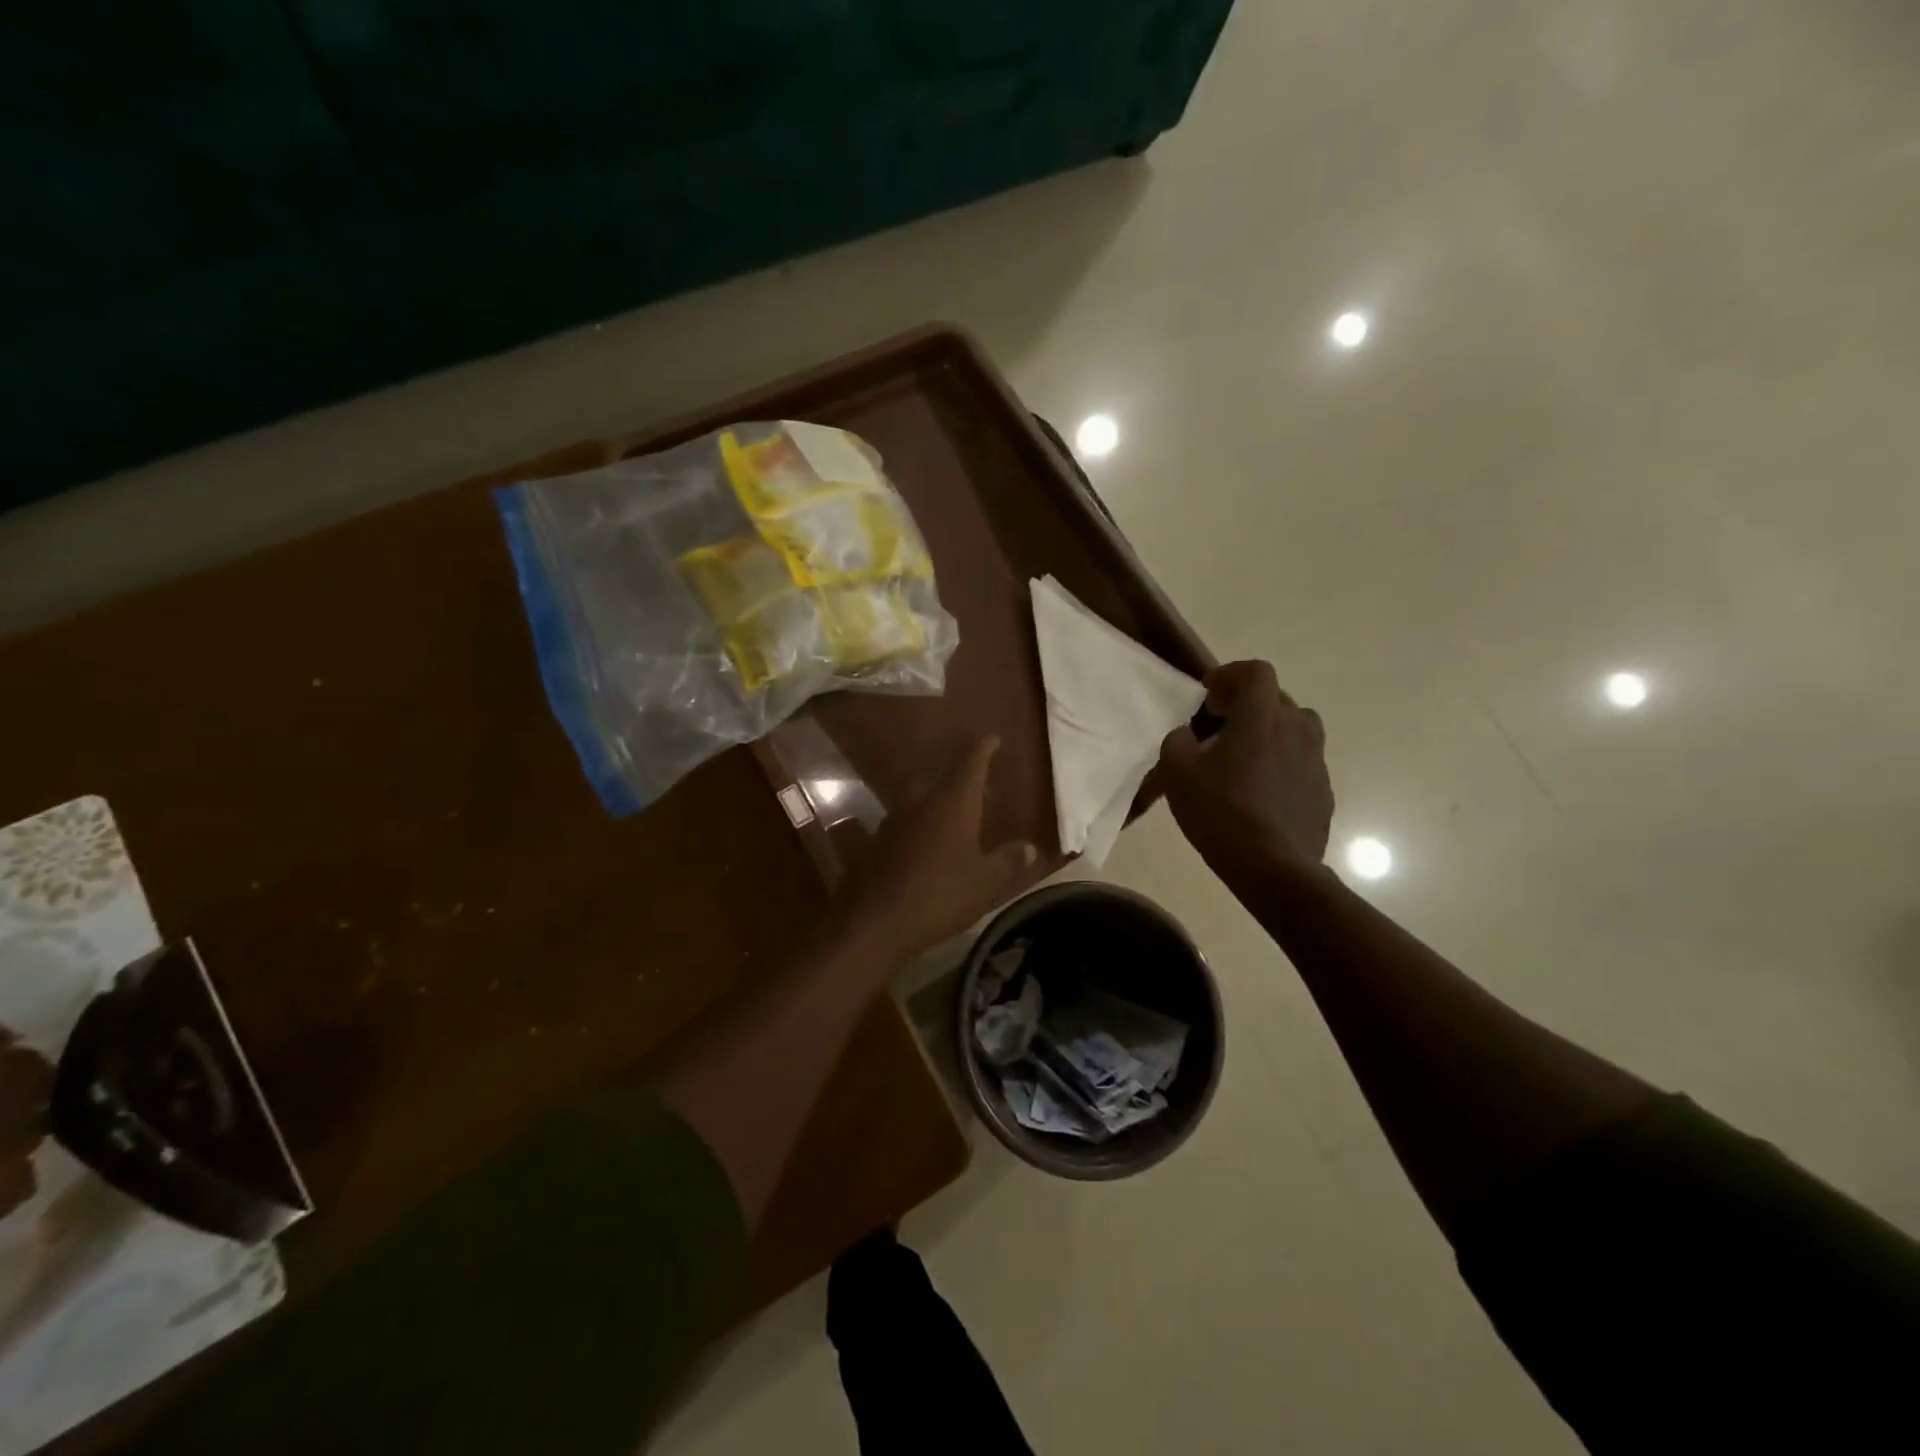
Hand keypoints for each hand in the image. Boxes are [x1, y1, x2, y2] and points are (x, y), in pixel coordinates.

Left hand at [835, 738, 1037, 960]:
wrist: (877, 922)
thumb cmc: (941, 896)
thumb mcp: (986, 882)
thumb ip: (1008, 861)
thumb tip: (1029, 847)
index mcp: (953, 803)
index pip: (971, 763)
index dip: (983, 749)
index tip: (991, 738)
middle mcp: (920, 802)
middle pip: (941, 777)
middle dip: (958, 776)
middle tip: (976, 782)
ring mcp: (892, 820)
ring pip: (916, 799)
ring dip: (932, 799)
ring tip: (948, 809)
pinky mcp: (873, 842)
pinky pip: (895, 823)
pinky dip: (907, 824)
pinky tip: (907, 838)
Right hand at [1157, 660, 1333, 877]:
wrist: (1274, 867)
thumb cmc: (1221, 811)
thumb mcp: (1177, 771)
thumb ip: (1178, 740)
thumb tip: (1188, 735)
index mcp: (1262, 716)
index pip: (1256, 672)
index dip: (1230, 675)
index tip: (1208, 696)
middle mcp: (1296, 729)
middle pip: (1276, 699)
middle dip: (1246, 705)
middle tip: (1218, 728)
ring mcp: (1316, 761)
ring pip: (1294, 730)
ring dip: (1268, 734)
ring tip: (1243, 760)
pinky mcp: (1323, 791)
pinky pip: (1300, 763)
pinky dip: (1280, 765)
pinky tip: (1259, 794)